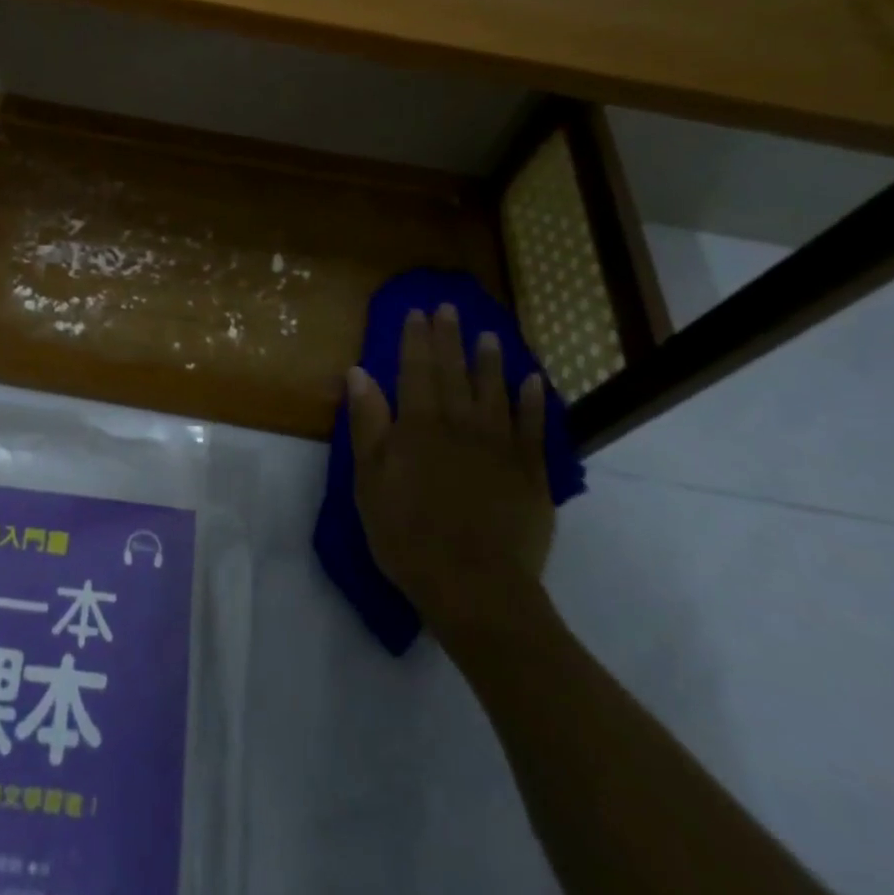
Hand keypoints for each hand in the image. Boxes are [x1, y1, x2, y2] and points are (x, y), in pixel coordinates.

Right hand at [348, 307, 553, 648]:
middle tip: (449, 307)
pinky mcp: (531, 473)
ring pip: (495, 391)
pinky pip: (533, 427)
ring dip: (491, 360)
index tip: (416, 312)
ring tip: (490, 334)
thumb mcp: (369, 480)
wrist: (475, 586)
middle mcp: (461, 425)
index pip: (415, 371)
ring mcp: (500, 447)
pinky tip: (534, 381)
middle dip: (449, 338)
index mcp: (419, 426)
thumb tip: (358, 372)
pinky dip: (534, 401)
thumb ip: (367, 423)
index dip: (415, 340)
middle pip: (454, 373)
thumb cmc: (408, 534)